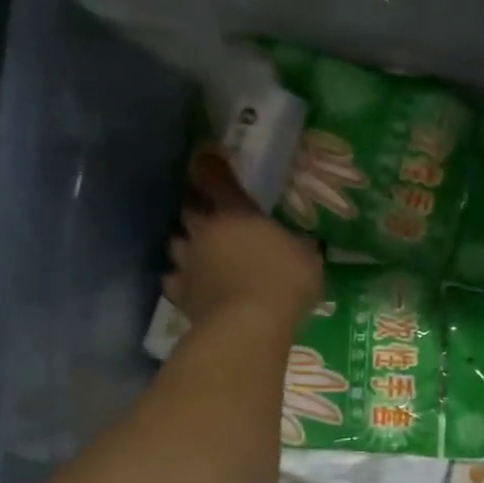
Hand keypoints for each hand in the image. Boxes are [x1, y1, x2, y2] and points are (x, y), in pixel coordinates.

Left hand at [165, 149, 322, 326]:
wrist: (248, 326)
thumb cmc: (284, 282)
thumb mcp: (308, 260)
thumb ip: (300, 247)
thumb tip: (303, 243)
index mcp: (236, 213)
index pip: (215, 177)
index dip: (210, 165)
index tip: (208, 157)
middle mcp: (204, 230)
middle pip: (190, 209)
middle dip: (199, 211)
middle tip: (213, 218)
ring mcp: (187, 261)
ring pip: (178, 243)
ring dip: (188, 245)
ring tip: (202, 255)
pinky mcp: (179, 292)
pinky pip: (175, 280)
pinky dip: (183, 280)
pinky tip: (195, 288)